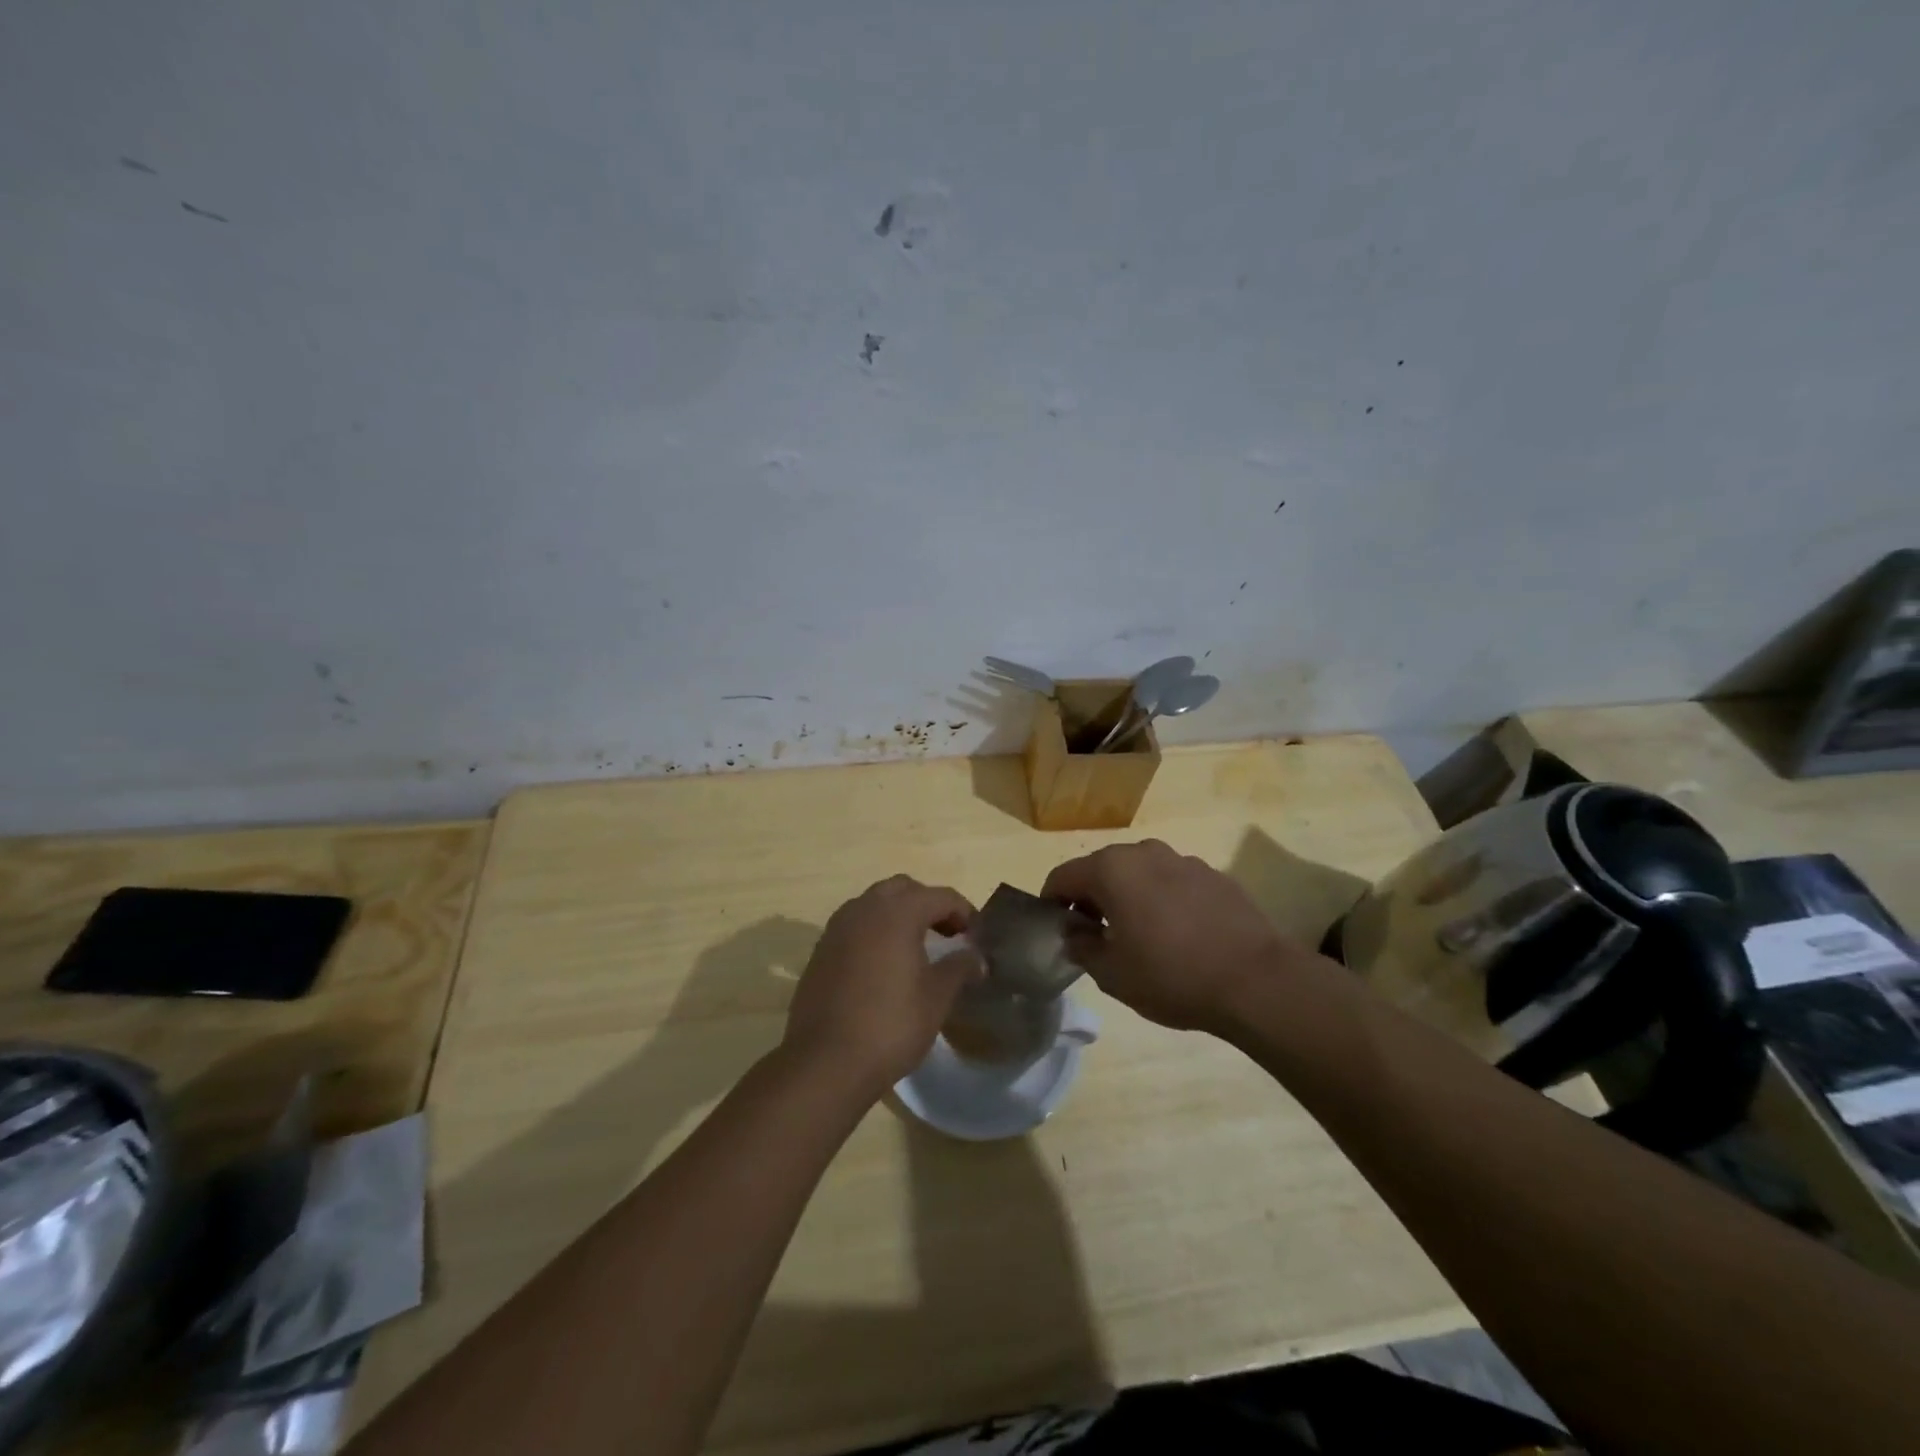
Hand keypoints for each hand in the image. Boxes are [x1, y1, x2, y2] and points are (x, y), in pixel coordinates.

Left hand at [783, 876, 982, 1097]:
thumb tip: (975, 957)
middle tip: (948, 934)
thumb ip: (959, 968)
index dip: (964, 911)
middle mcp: (864, 909)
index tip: (977, 937)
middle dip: (929, 904)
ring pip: (875, 903)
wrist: (825, 1063)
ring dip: (899, 915)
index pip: (940, 896)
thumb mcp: (936, 998)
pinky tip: (885, 964)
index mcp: (897, 912)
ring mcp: (837, 928)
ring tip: (918, 947)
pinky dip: (875, 932)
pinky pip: (855, 926)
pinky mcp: (821, 950)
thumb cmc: (890, 1025)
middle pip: (903, 889)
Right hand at [1043, 840, 1309, 1033]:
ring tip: (1138, 935)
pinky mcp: (1214, 875)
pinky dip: (1163, 900)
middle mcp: (1144, 853)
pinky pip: (1173, 882)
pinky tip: (1177, 935)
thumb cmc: (1171, 975)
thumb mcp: (1112, 973)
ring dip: (1129, 896)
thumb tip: (1075, 932)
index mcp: (1111, 869)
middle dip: (1091, 897)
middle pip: (1102, 869)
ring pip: (1139, 873)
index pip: (1063, 876)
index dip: (1052, 901)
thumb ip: (1082, 947)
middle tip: (1094, 935)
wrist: (1256, 980)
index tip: (1056, 928)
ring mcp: (1183, 860)